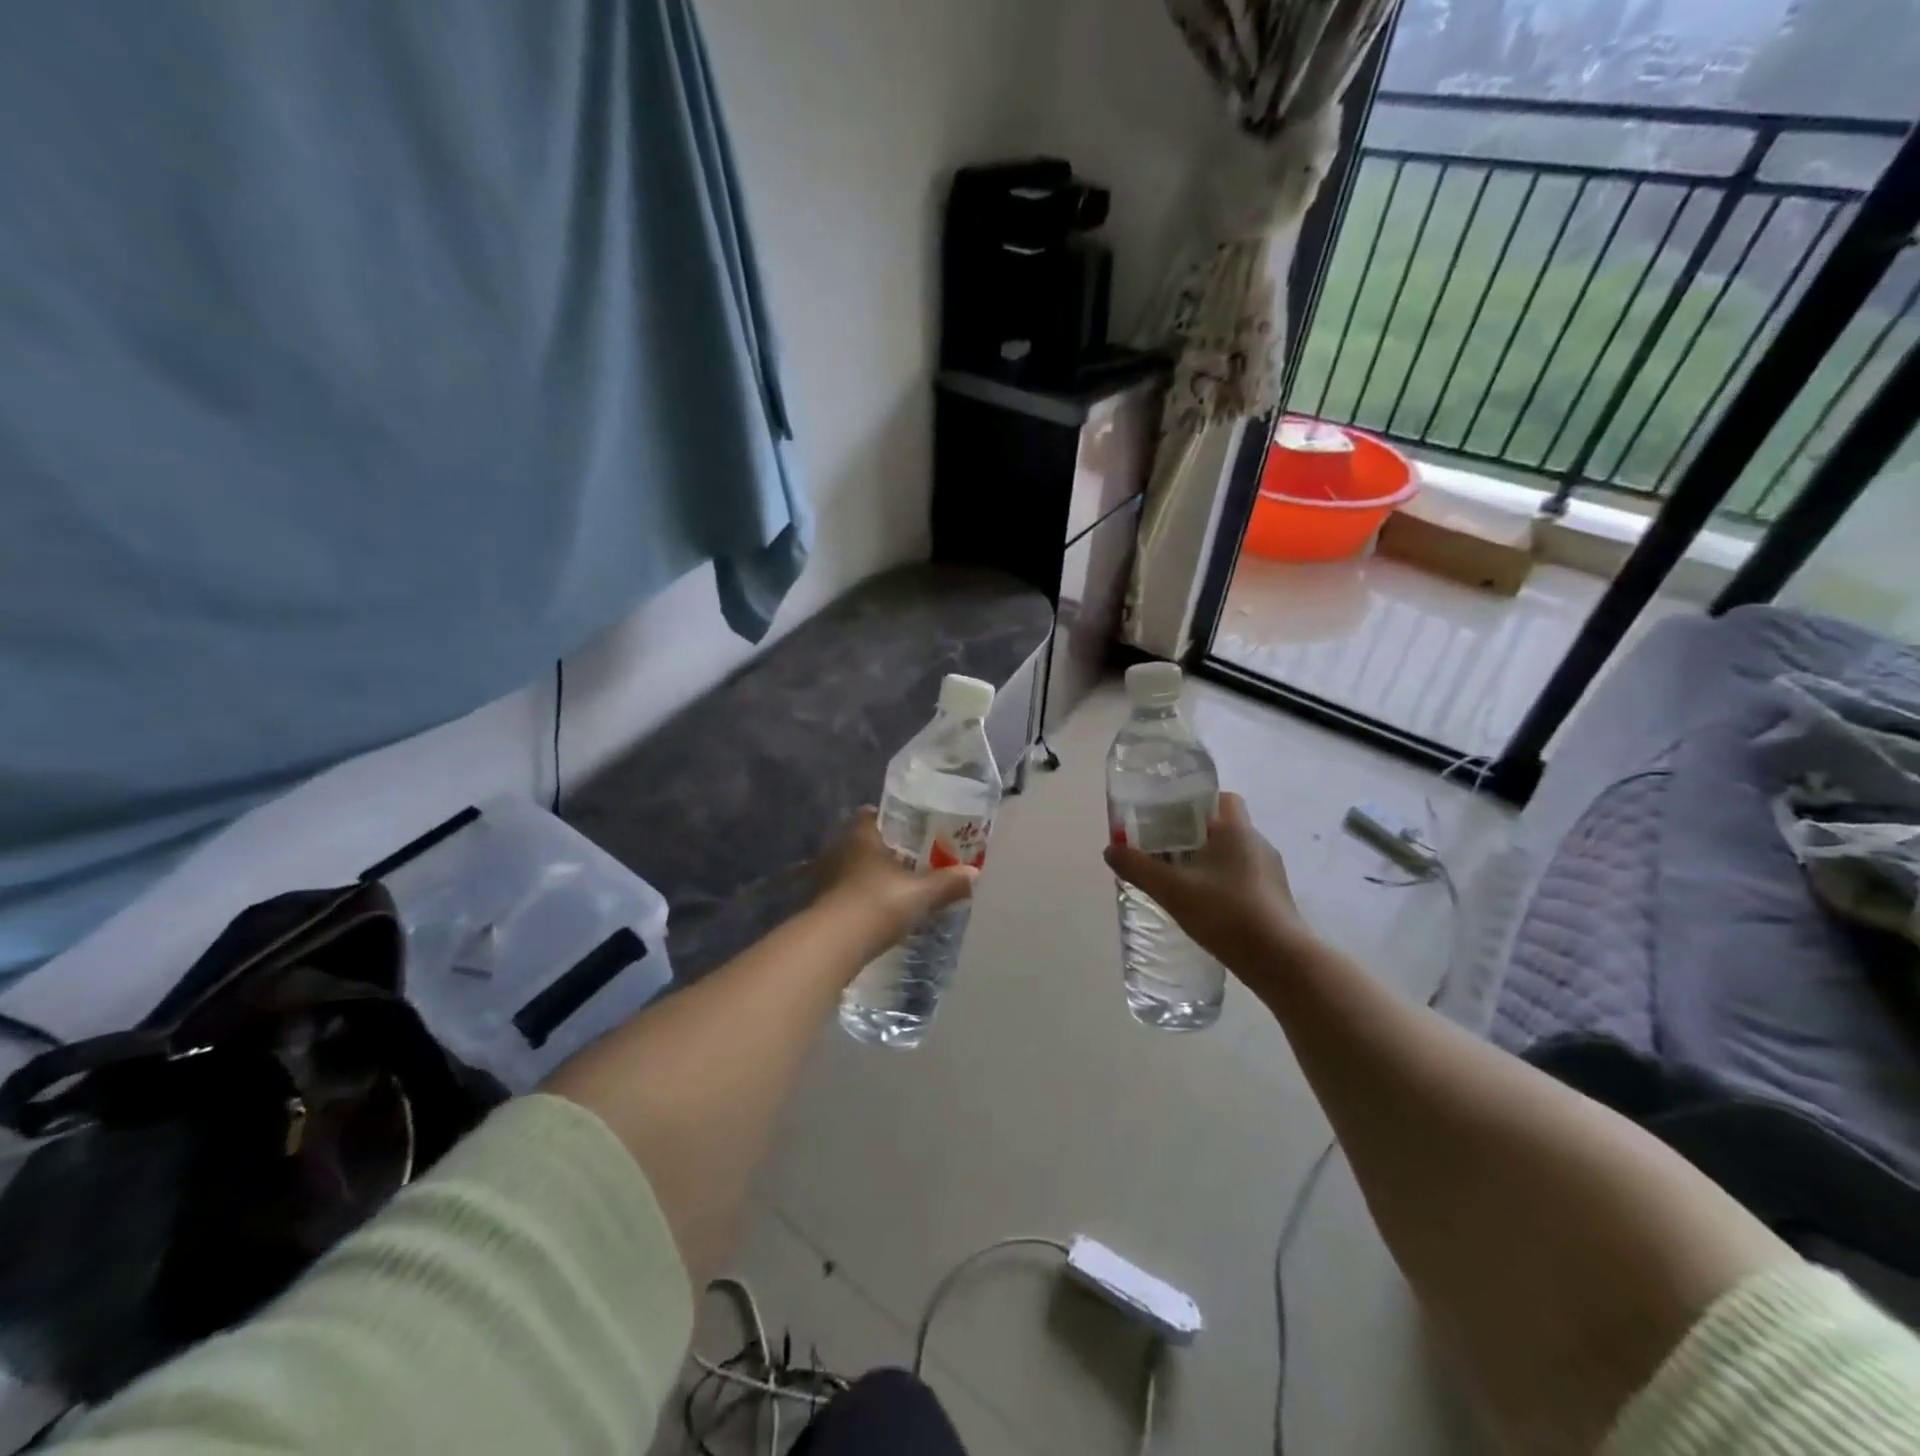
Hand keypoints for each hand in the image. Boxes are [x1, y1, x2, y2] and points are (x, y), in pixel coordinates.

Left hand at [812, 808, 977, 964]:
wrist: (831, 944)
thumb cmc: (877, 904)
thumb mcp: (920, 894)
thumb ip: (947, 883)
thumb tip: (974, 874)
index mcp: (861, 833)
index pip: (874, 813)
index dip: (894, 820)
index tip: (914, 831)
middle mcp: (838, 847)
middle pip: (864, 840)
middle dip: (885, 849)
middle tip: (912, 860)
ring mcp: (824, 874)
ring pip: (852, 865)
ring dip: (870, 874)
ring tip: (896, 886)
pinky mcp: (818, 901)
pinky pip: (844, 889)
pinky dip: (858, 895)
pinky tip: (875, 908)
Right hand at [1104, 793, 1316, 988]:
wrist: (1280, 960)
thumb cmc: (1227, 913)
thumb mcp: (1173, 890)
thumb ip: (1138, 868)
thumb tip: (1110, 850)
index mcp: (1236, 830)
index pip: (1221, 798)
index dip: (1195, 803)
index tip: (1169, 818)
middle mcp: (1257, 843)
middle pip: (1222, 827)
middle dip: (1193, 835)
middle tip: (1163, 850)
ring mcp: (1270, 872)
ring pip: (1233, 855)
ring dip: (1208, 862)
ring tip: (1179, 880)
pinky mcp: (1274, 899)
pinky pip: (1243, 879)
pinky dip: (1223, 884)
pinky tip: (1204, 906)